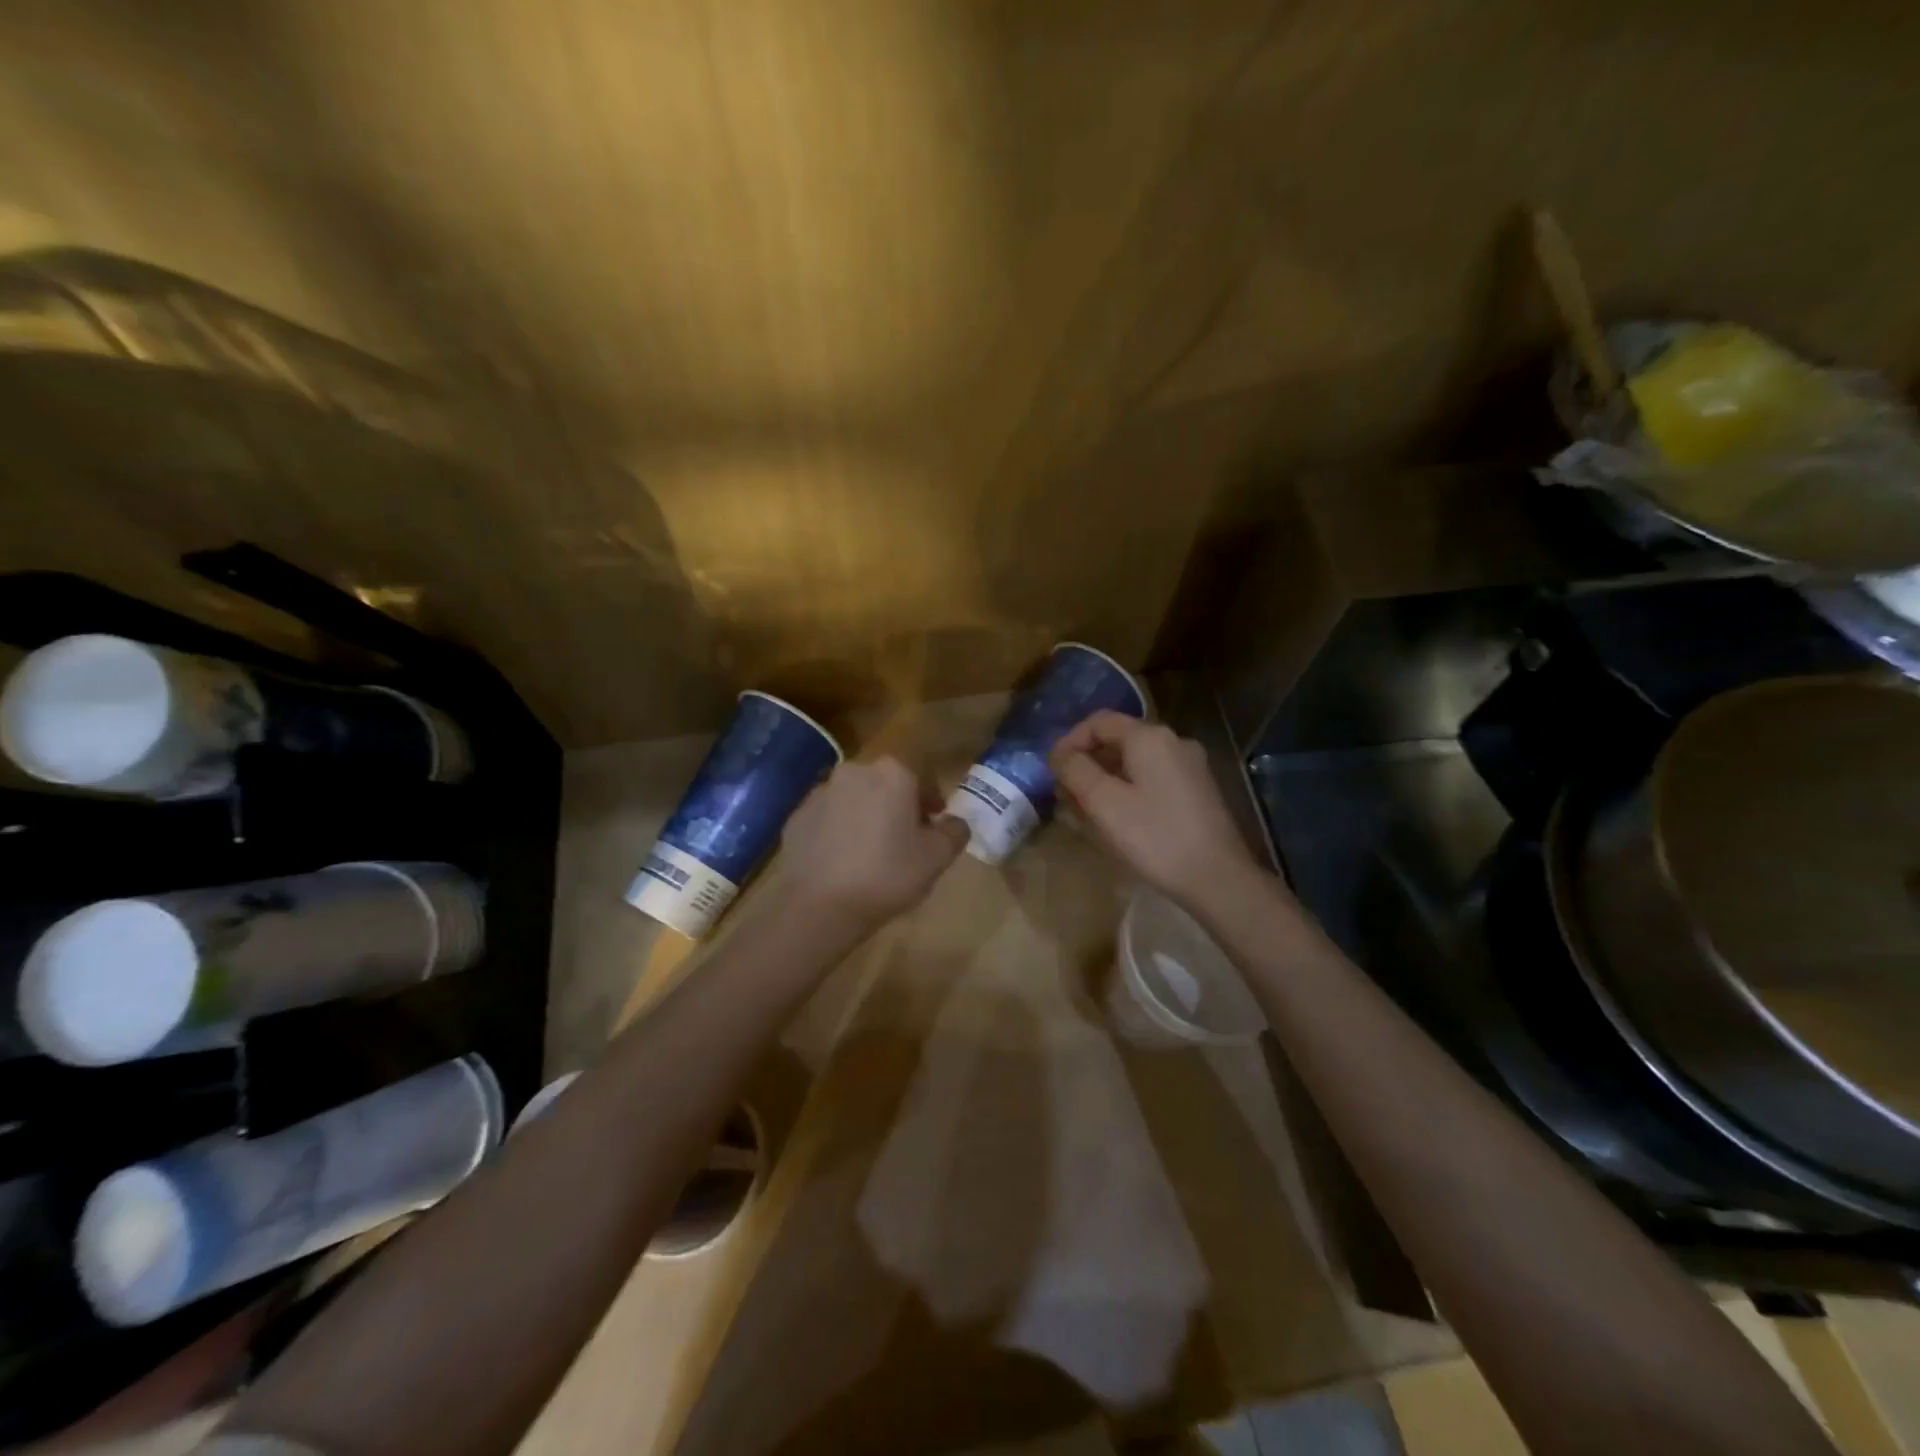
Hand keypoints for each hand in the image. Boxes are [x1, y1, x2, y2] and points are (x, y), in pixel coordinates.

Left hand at [778, 757, 968, 930]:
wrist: (818, 905)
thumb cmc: (887, 875)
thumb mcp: (937, 858)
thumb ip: (954, 832)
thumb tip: (955, 822)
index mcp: (892, 773)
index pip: (922, 776)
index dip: (931, 800)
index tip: (933, 825)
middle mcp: (855, 771)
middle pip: (885, 784)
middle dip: (897, 805)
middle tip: (905, 839)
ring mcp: (820, 792)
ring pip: (854, 798)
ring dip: (866, 815)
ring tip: (871, 852)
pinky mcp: (797, 816)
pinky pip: (828, 817)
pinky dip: (838, 830)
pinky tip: (842, 861)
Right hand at [1050, 711, 1261, 907]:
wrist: (1218, 878)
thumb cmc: (1155, 837)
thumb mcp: (1104, 803)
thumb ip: (1076, 771)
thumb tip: (1060, 755)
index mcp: (1150, 737)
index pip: (1099, 721)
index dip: (1069, 741)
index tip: (1051, 770)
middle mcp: (1174, 742)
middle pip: (1118, 740)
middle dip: (1086, 762)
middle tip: (1064, 793)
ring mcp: (1190, 766)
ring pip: (1135, 762)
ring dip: (1105, 778)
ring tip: (1084, 809)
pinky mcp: (1198, 791)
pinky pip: (1153, 778)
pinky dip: (1128, 789)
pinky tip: (1117, 818)